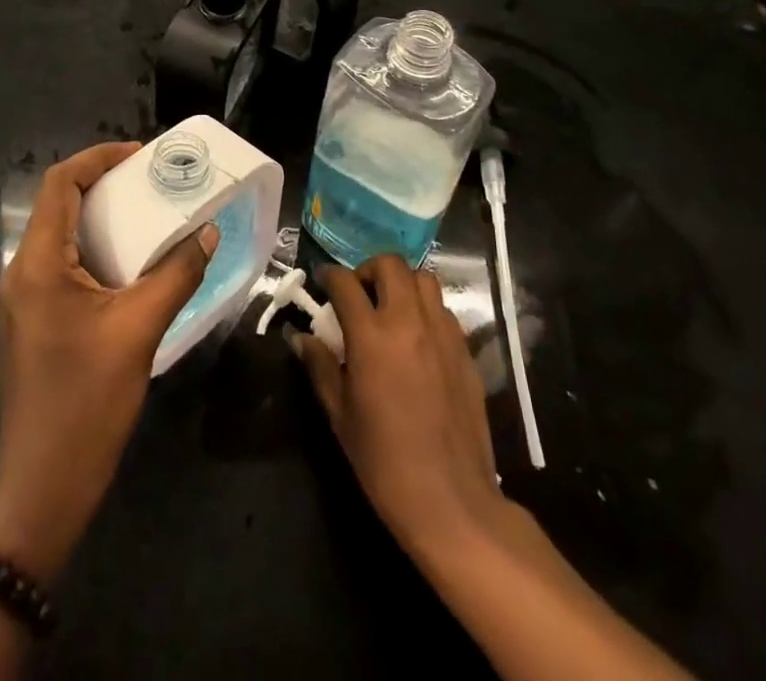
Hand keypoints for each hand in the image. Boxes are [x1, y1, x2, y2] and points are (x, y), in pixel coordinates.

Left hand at [0, 142, 218, 580]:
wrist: (44, 487)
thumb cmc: (88, 402)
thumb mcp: (140, 330)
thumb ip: (177, 274)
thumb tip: (207, 233)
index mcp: (38, 263)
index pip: (59, 183)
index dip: (97, 158)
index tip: (140, 156)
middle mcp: (20, 272)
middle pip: (57, 205)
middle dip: (103, 185)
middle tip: (150, 183)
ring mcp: (22, 301)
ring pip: (58, 236)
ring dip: (99, 219)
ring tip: (145, 217)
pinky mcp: (31, 323)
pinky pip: (60, 267)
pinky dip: (93, 251)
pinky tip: (127, 267)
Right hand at [292, 255, 502, 560]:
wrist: (451, 501)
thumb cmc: (384, 462)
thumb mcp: (340, 415)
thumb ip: (320, 366)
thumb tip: (300, 338)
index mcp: (372, 336)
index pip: (345, 283)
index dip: (329, 276)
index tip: (322, 283)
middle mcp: (409, 322)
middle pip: (390, 265)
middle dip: (368, 269)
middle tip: (358, 293)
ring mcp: (442, 333)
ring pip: (423, 279)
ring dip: (401, 283)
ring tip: (389, 308)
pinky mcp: (465, 350)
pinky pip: (443, 310)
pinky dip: (425, 309)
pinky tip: (416, 337)